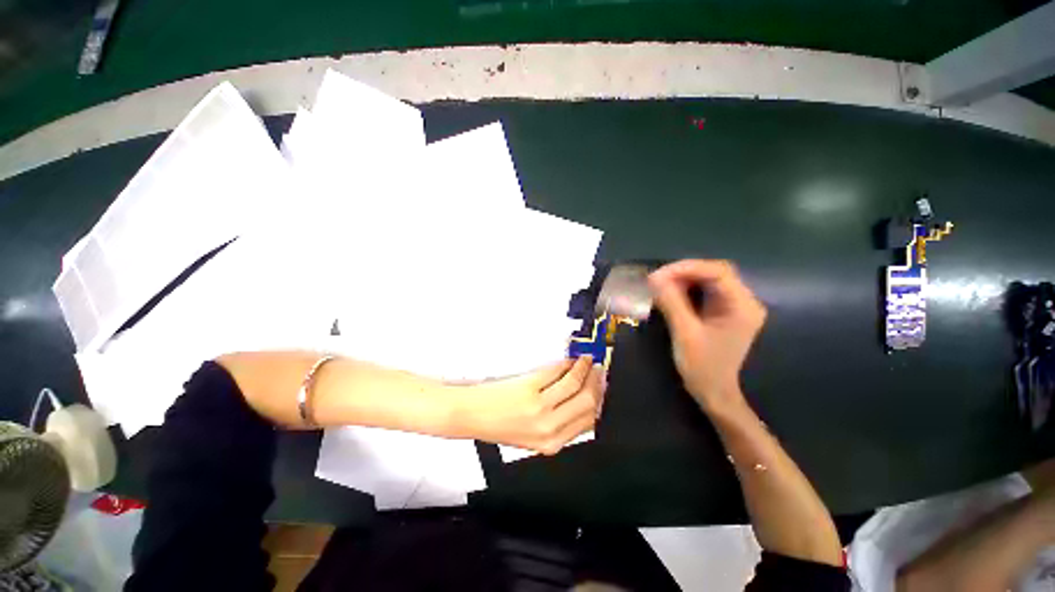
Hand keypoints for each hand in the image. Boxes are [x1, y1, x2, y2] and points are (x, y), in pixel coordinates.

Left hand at [453, 356, 604, 454]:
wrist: (471, 415)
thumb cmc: (499, 424)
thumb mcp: (533, 436)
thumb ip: (559, 425)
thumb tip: (582, 402)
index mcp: (552, 443)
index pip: (589, 421)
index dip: (599, 401)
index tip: (602, 387)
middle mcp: (549, 428)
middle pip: (587, 402)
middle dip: (596, 383)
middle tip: (598, 370)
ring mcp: (539, 407)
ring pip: (574, 384)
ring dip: (584, 369)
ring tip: (586, 360)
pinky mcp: (529, 388)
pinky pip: (556, 372)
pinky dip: (566, 364)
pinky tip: (568, 360)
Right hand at [648, 260, 765, 411]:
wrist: (715, 393)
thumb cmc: (703, 367)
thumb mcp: (685, 333)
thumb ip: (671, 303)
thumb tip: (654, 277)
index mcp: (742, 306)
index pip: (718, 272)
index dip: (687, 268)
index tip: (659, 275)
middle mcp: (744, 301)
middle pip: (714, 273)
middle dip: (683, 272)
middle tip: (657, 280)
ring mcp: (734, 306)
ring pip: (708, 280)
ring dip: (683, 280)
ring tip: (660, 286)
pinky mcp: (723, 312)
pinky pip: (704, 292)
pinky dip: (686, 289)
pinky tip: (670, 294)